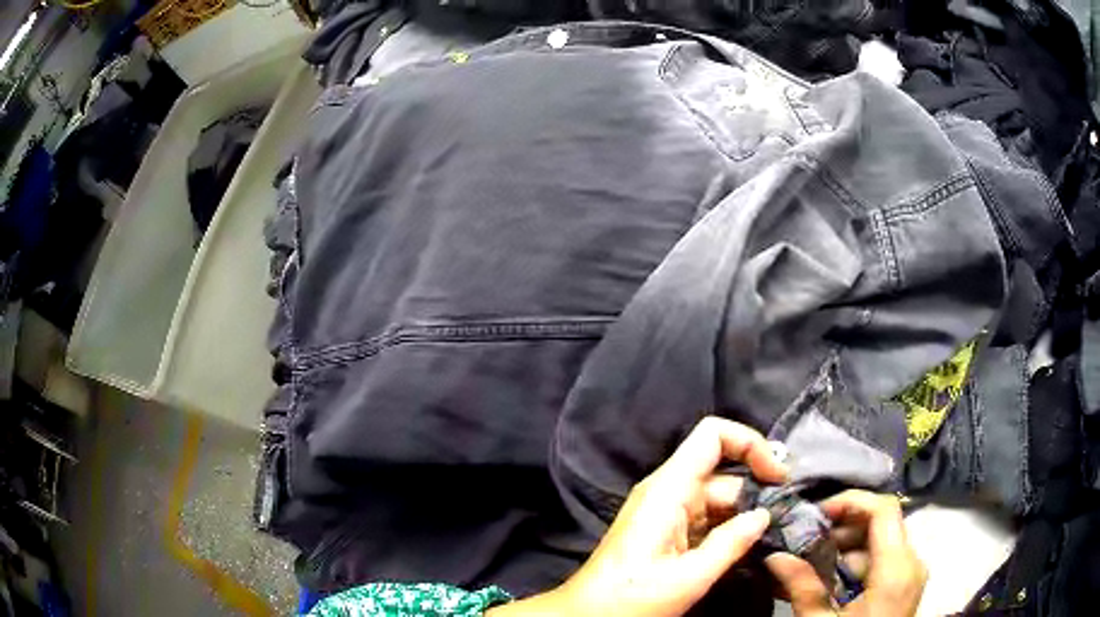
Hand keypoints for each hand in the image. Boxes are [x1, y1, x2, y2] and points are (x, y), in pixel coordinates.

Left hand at [492, 417, 787, 616]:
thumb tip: (764, 515)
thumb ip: (730, 544)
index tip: (777, 477)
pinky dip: (730, 530)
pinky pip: (707, 520)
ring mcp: (667, 512)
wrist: (588, 616)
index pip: (712, 436)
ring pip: (719, 500)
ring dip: (746, 516)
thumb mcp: (687, 578)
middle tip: (787, 521)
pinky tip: (750, 548)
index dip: (750, 444)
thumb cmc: (630, 599)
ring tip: (775, 537)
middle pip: (724, 474)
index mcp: (667, 490)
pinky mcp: (668, 532)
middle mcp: (667, 492)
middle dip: (757, 494)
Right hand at [766, 490, 926, 616]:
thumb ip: (802, 587)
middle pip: (879, 525)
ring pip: (878, 544)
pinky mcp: (904, 584)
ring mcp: (910, 573)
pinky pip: (880, 561)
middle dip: (840, 529)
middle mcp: (911, 562)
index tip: (815, 513)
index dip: (850, 501)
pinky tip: (827, 580)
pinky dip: (853, 565)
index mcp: (896, 568)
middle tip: (803, 542)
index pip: (883, 510)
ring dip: (843, 549)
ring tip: (808, 565)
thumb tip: (774, 555)